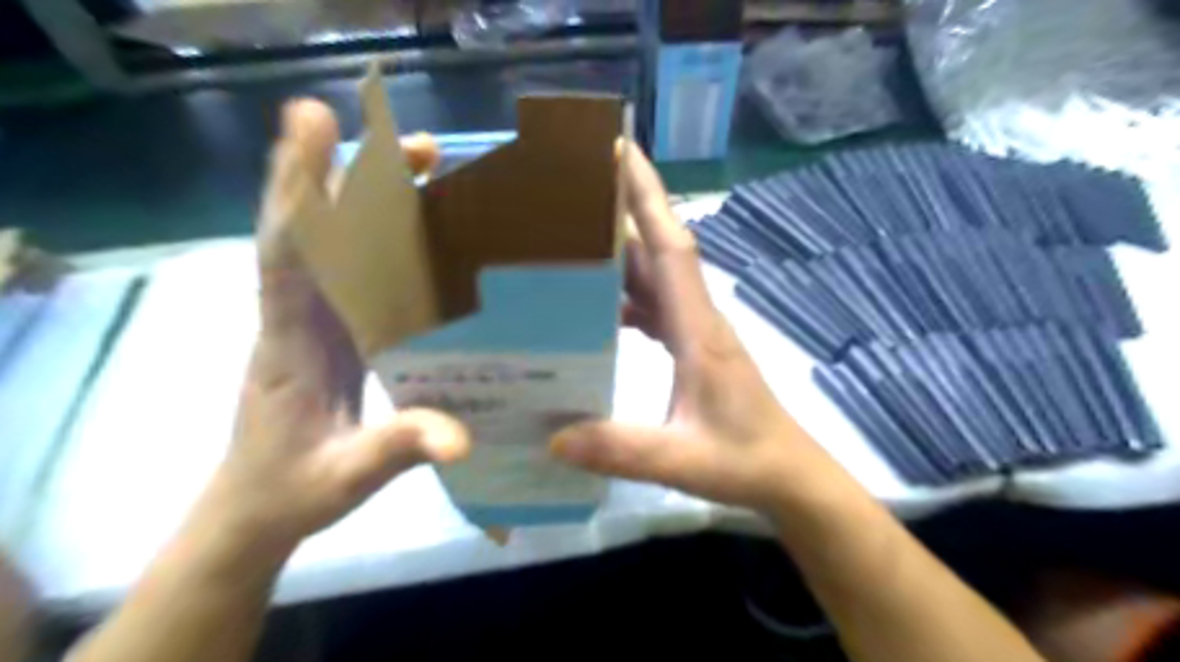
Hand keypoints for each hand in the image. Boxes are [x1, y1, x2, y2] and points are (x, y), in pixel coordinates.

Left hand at [207, 99, 469, 551]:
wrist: (254, 508)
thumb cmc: (290, 491)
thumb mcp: (345, 478)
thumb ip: (396, 451)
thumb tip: (462, 437)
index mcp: (289, 344)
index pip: (287, 254)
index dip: (299, 190)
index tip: (315, 128)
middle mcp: (296, 317)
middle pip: (312, 230)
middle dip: (348, 174)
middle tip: (413, 144)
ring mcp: (314, 321)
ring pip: (333, 244)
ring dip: (369, 198)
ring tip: (423, 167)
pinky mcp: (333, 331)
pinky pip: (352, 271)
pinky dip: (380, 237)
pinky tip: (418, 226)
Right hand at [549, 142, 831, 513]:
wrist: (787, 474)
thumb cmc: (746, 460)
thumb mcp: (683, 460)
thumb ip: (622, 450)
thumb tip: (554, 437)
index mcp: (698, 330)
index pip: (671, 247)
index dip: (647, 197)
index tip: (619, 150)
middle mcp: (696, 319)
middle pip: (656, 250)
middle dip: (621, 211)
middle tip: (570, 189)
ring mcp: (695, 332)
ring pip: (653, 277)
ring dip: (619, 254)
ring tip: (570, 242)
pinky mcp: (691, 348)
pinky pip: (653, 308)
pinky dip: (625, 297)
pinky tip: (595, 308)